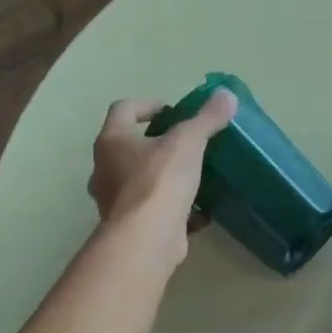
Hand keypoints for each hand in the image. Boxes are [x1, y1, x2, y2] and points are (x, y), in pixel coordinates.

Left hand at [87, 90, 237, 266]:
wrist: (146, 238)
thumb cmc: (160, 180)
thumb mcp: (189, 142)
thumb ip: (207, 118)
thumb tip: (227, 94)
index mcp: (112, 141)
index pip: (124, 109)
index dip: (149, 105)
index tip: (175, 112)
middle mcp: (104, 168)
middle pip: (128, 146)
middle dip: (157, 143)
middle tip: (187, 143)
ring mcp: (114, 200)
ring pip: (139, 179)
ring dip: (163, 175)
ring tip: (194, 175)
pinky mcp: (130, 226)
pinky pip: (152, 209)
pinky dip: (172, 207)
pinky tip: (199, 210)